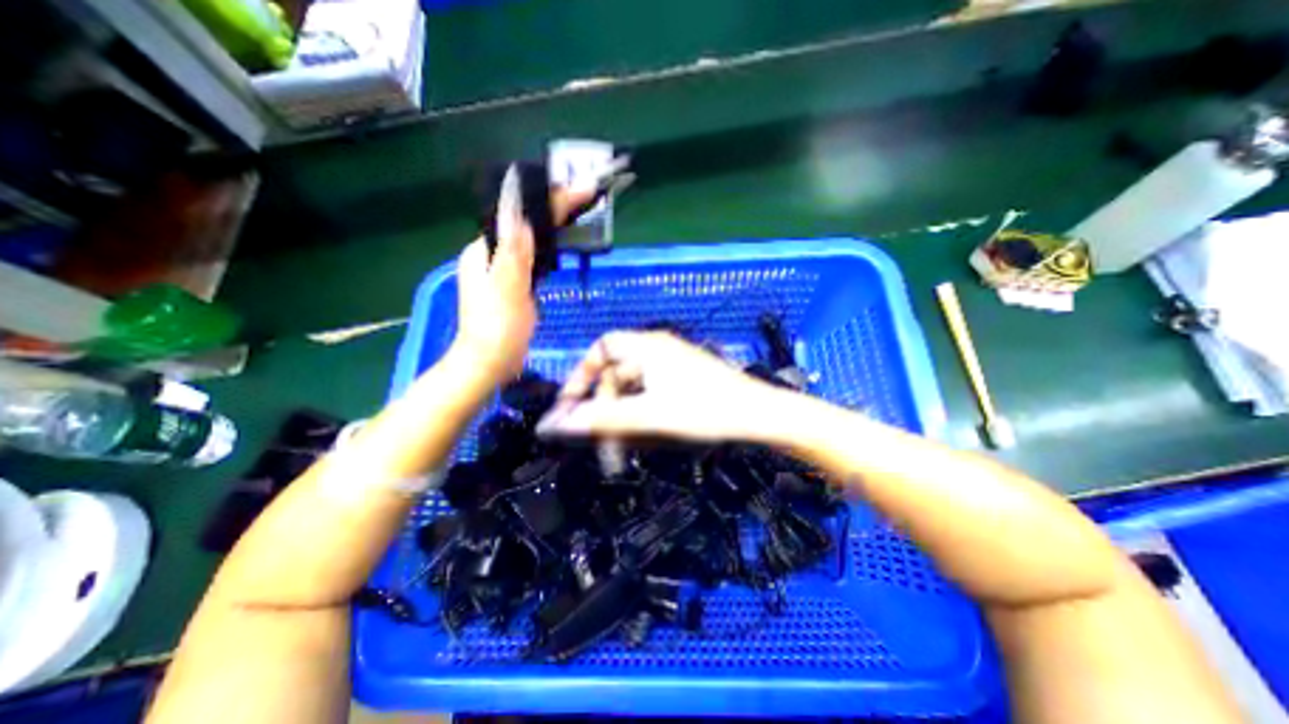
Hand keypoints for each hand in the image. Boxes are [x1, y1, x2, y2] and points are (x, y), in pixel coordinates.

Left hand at [449, 183, 606, 381]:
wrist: (490, 363)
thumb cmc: (498, 330)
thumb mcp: (507, 290)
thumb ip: (514, 252)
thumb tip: (520, 213)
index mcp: (485, 252)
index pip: (520, 217)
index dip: (549, 203)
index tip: (578, 191)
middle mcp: (491, 256)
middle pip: (524, 225)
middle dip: (553, 210)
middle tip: (584, 197)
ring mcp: (501, 271)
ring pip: (530, 241)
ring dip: (552, 227)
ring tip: (578, 213)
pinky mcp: (513, 286)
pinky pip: (532, 259)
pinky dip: (548, 249)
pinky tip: (562, 247)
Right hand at [531, 330, 773, 440]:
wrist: (757, 413)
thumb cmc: (704, 409)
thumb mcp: (650, 415)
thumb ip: (604, 419)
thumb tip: (560, 424)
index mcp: (647, 346)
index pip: (601, 347)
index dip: (582, 372)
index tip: (571, 402)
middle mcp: (656, 349)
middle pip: (616, 372)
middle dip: (603, 404)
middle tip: (595, 438)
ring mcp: (671, 364)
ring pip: (633, 387)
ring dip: (621, 413)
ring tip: (617, 445)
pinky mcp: (682, 379)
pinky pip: (649, 393)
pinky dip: (639, 411)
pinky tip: (638, 434)